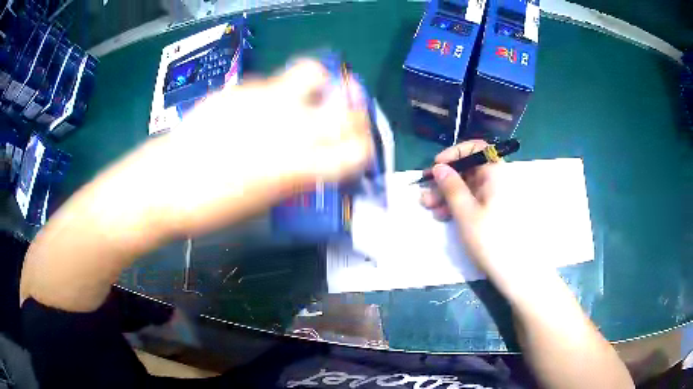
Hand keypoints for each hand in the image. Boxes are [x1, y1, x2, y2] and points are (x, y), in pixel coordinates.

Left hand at [139, 59, 372, 235]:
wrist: (167, 183)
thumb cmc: (214, 207)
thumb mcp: (265, 202)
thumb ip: (297, 178)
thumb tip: (315, 164)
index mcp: (298, 168)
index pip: (357, 150)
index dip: (363, 148)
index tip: (357, 148)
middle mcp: (290, 128)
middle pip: (348, 109)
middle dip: (355, 114)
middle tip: (345, 117)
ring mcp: (266, 101)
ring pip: (314, 73)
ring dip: (320, 86)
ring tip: (307, 96)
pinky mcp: (242, 88)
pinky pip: (273, 82)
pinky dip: (278, 92)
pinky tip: (259, 107)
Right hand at [419, 140, 515, 277]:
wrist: (512, 270)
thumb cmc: (490, 239)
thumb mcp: (465, 212)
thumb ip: (451, 187)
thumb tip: (439, 167)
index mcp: (496, 174)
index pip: (477, 148)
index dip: (455, 153)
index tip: (438, 166)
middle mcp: (497, 180)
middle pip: (469, 168)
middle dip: (445, 178)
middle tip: (425, 189)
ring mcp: (495, 196)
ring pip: (467, 186)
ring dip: (446, 193)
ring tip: (428, 206)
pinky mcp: (492, 210)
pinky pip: (472, 199)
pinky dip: (456, 204)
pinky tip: (442, 215)